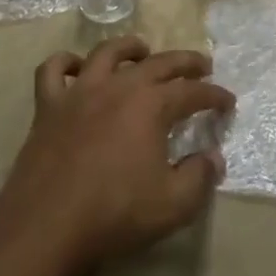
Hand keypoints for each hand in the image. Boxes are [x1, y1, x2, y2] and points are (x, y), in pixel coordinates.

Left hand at [0, 36, 232, 275]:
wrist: (47, 226)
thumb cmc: (115, 214)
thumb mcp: (174, 204)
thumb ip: (200, 176)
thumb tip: (213, 157)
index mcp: (151, 105)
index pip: (192, 92)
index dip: (214, 96)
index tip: (228, 103)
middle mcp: (118, 87)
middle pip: (158, 63)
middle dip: (185, 63)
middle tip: (202, 67)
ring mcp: (79, 92)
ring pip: (107, 53)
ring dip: (130, 48)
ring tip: (142, 52)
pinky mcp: (48, 107)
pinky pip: (53, 71)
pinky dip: (65, 63)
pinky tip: (76, 68)